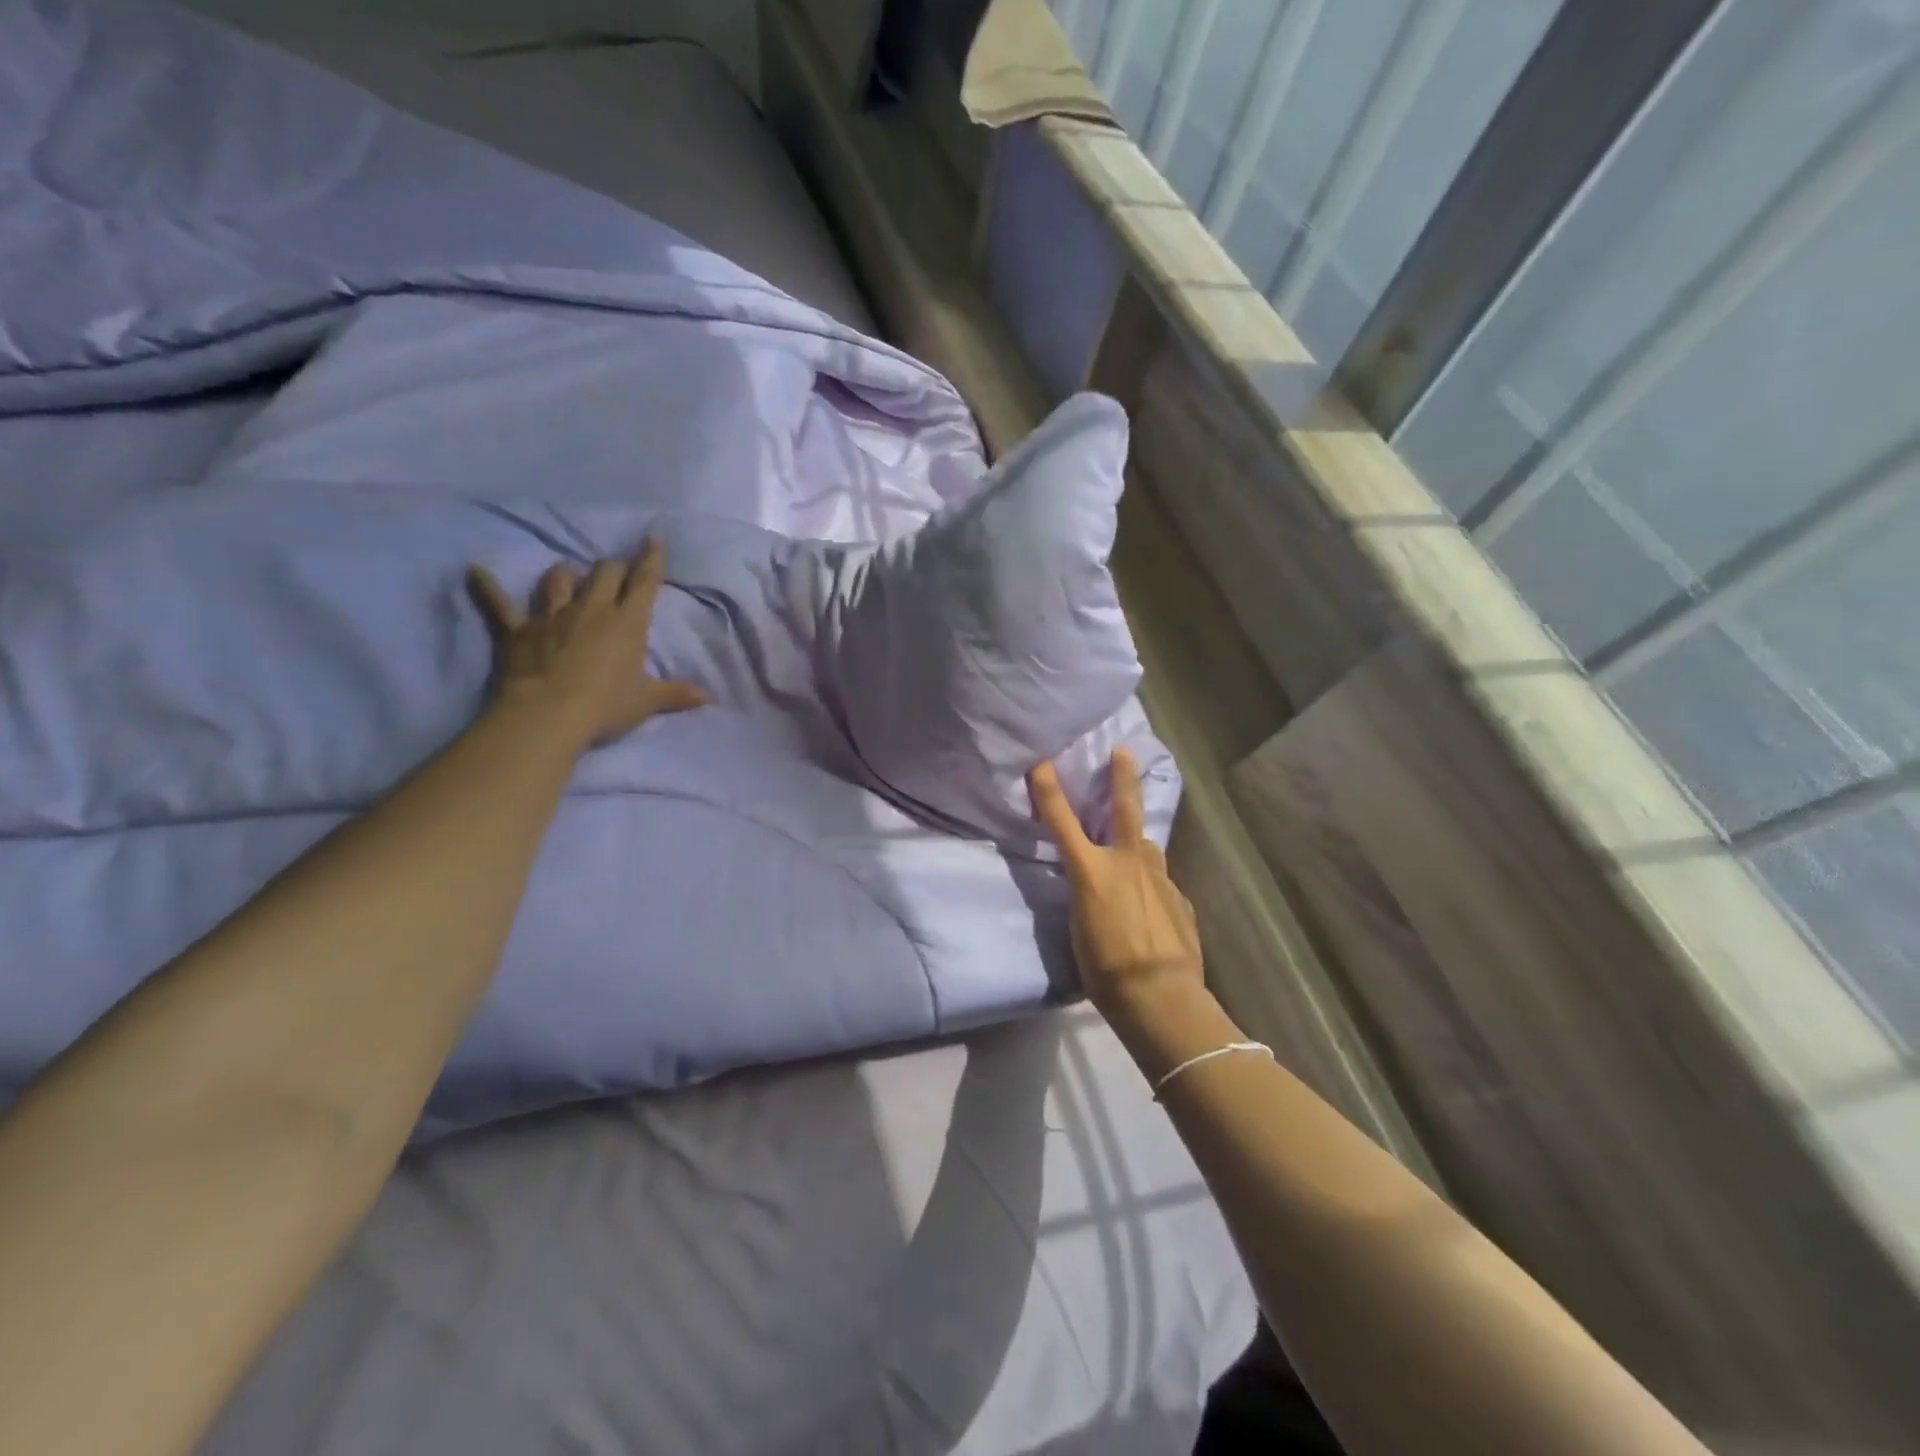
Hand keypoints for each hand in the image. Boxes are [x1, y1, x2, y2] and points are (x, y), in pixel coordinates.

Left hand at [468, 538, 709, 749]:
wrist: (549, 715)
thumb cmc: (605, 705)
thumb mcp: (647, 701)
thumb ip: (677, 694)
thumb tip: (708, 696)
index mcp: (628, 622)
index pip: (644, 581)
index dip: (651, 559)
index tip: (653, 538)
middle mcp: (592, 609)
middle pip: (604, 573)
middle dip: (613, 568)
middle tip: (616, 572)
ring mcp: (553, 616)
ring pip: (559, 579)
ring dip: (566, 574)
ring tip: (569, 575)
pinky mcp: (519, 629)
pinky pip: (500, 603)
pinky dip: (487, 587)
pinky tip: (475, 571)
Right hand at [1028, 748, 1203, 1018]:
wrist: (1160, 996)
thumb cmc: (1105, 971)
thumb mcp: (1080, 928)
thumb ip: (1087, 895)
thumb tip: (1096, 885)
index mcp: (1092, 872)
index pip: (1062, 822)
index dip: (1049, 789)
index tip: (1041, 760)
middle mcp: (1127, 863)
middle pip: (1124, 809)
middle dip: (1122, 776)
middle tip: (1123, 751)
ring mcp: (1159, 877)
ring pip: (1146, 847)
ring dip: (1137, 843)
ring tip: (1132, 850)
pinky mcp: (1179, 897)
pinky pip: (1160, 883)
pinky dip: (1151, 887)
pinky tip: (1150, 910)